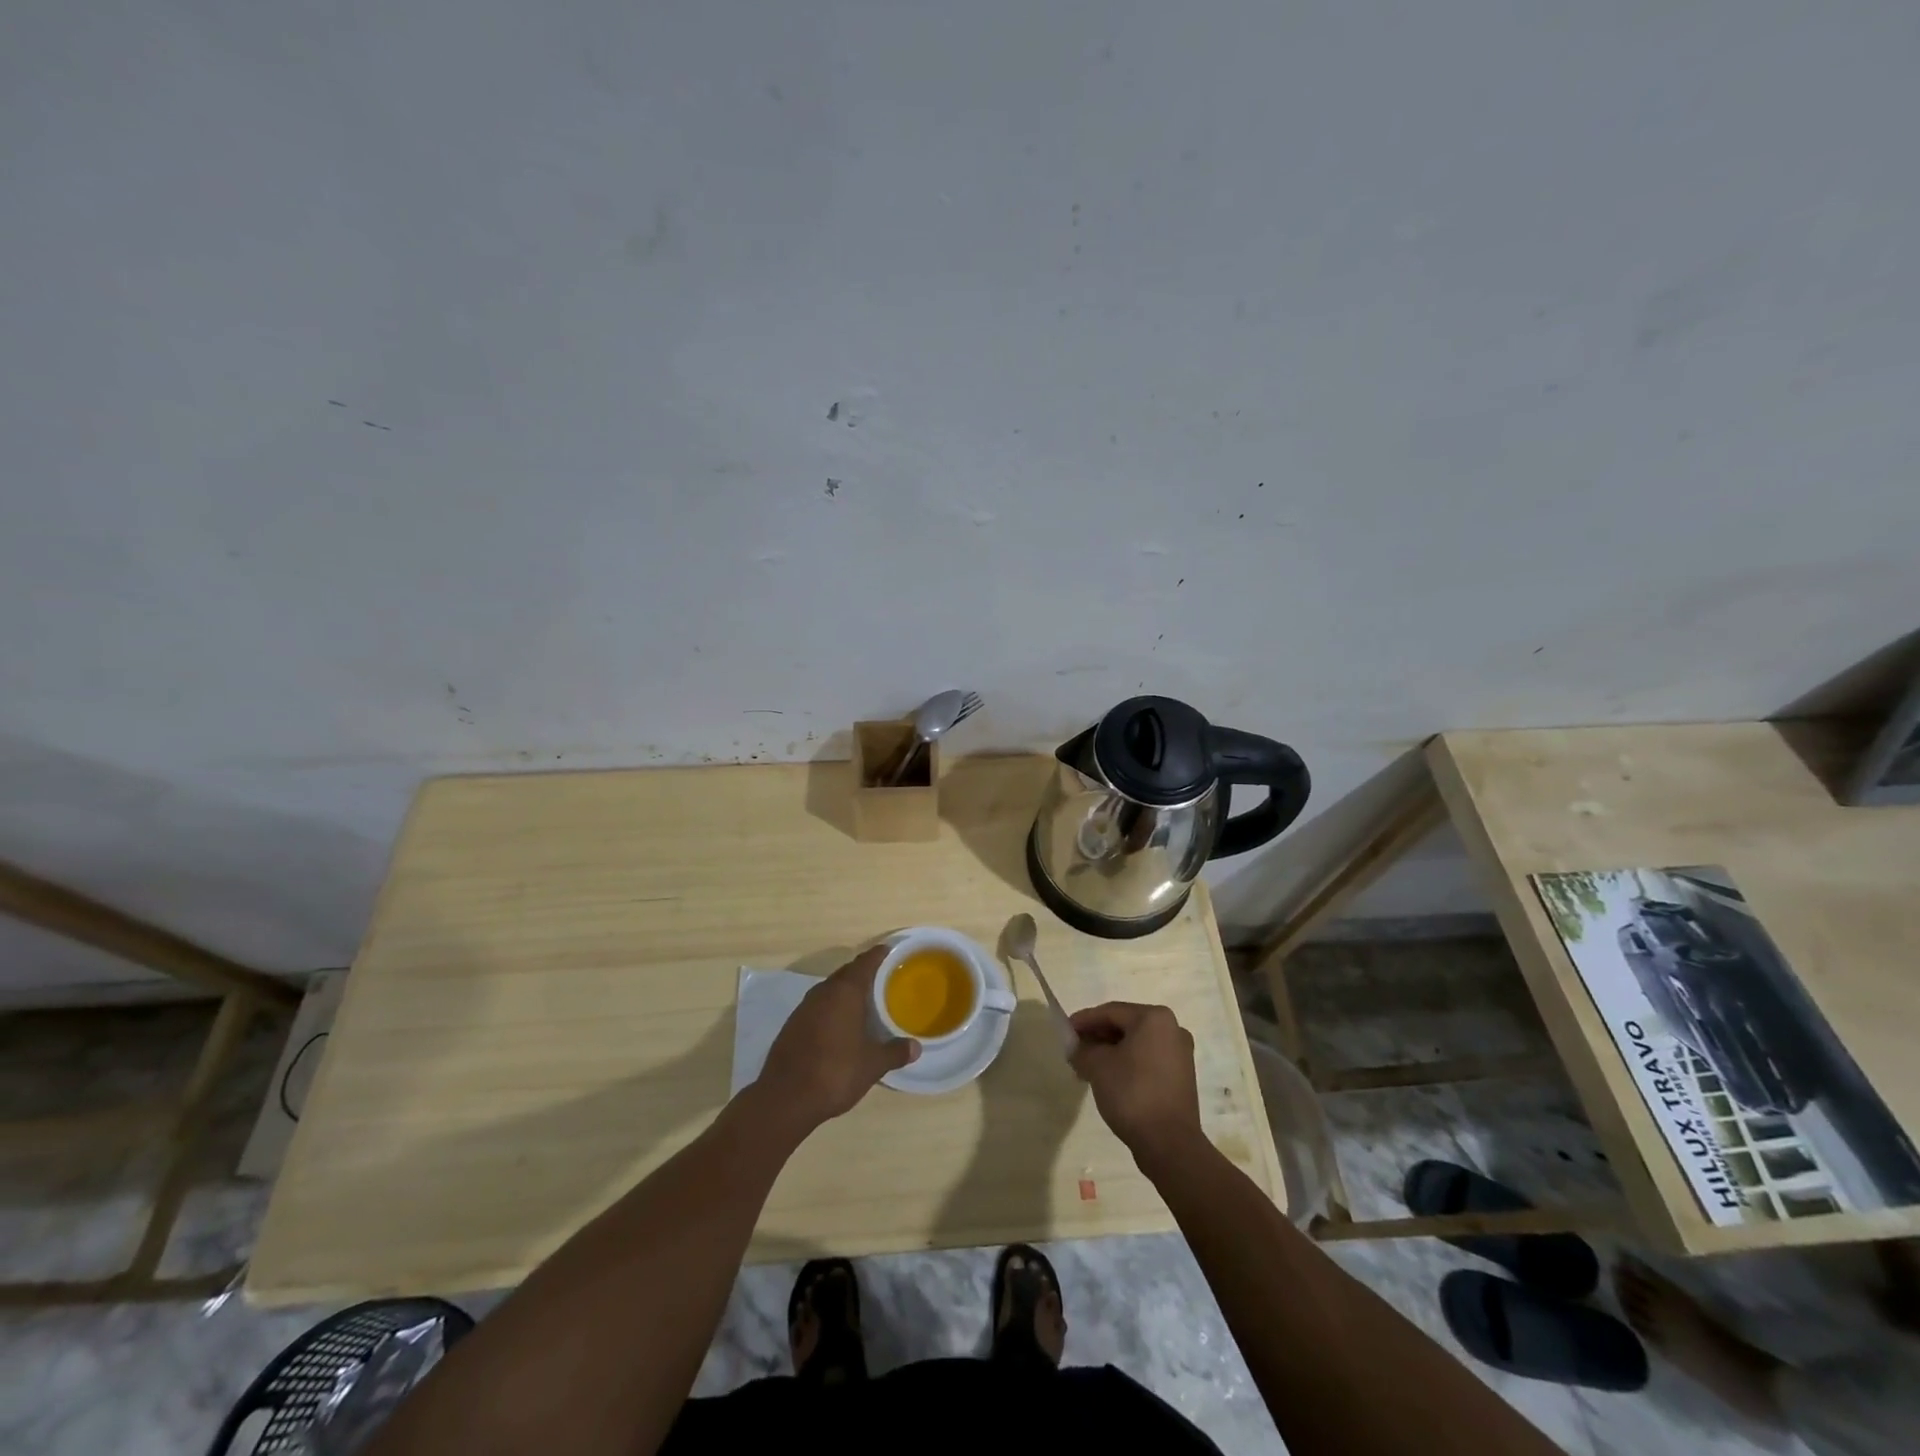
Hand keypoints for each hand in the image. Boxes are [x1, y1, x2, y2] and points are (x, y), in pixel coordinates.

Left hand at [753, 946, 918, 1134]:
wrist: (785, 1098)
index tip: (889, 951)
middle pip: (846, 973)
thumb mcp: (872, 1065)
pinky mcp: (792, 1025)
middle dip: (863, 972)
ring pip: (830, 990)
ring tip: (863, 1001)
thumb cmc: (835, 1072)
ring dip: (845, 991)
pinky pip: (818, 1006)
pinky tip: (839, 1024)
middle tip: (882, 978)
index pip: (864, 963)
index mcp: (845, 992)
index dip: (878, 955)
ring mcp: (804, 1008)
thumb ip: (895, 1052)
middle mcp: (823, 992)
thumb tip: (916, 1047)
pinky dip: (831, 1008)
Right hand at [1068, 1001, 1204, 1174]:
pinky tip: (1109, 1079)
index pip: (1111, 1012)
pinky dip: (1127, 1064)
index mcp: (1154, 1018)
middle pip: (1125, 1026)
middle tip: (1075, 1050)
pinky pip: (1148, 1060)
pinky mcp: (1181, 1076)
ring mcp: (1180, 1054)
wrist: (1169, 1144)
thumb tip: (1076, 1048)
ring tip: (1088, 1068)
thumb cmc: (1132, 1094)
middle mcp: (1172, 1029)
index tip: (1065, 1031)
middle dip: (1097, 1037)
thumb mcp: (1097, 1067)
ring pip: (1136, 1044)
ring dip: (1110, 1052)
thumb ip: (1082, 1049)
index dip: (1084, 1020)